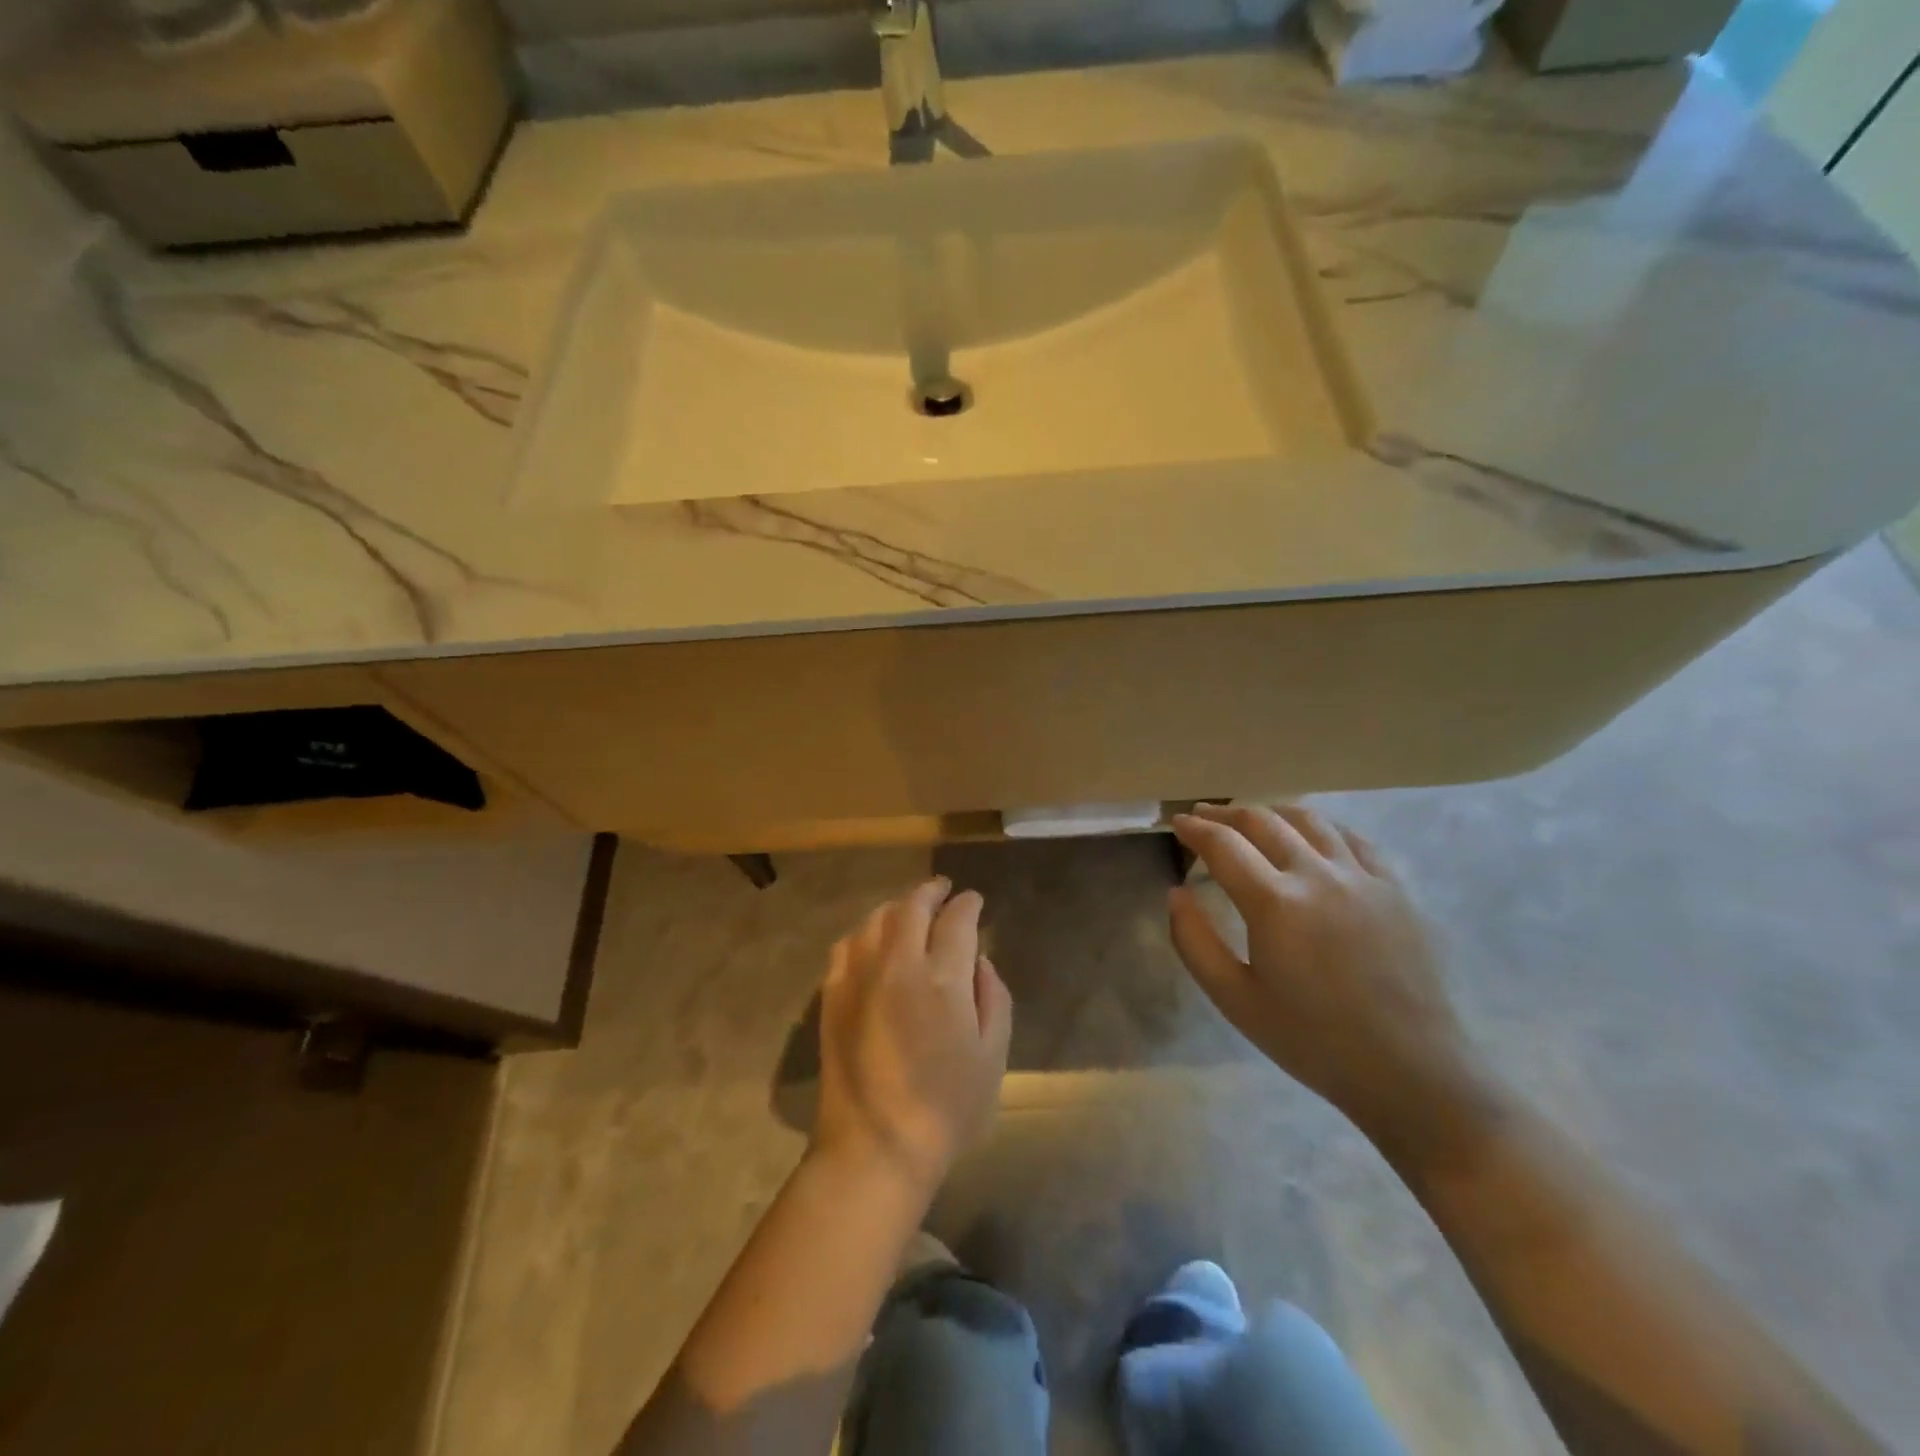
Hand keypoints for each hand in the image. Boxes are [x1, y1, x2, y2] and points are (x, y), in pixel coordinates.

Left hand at [813, 877, 1013, 1200]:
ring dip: (898, 906)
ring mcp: (858, 976)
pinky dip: (866, 931)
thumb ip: (992, 998)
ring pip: (877, 918)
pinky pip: (847, 944)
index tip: (974, 901)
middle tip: (944, 890)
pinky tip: (874, 938)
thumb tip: (979, 961)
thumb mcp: (992, 1056)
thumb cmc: (946, 1108)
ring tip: (911, 909)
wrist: (874, 1147)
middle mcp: (898, 965)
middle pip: (912, 907)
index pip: (957, 920)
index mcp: (942, 979)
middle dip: (932, 891)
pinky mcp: (832, 994)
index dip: (968, 904)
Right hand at [1168, 804, 1481, 1145]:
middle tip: (1203, 817)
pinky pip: (1352, 838)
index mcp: (1275, 903)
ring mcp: (1361, 877)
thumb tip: (1176, 893)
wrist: (1411, 1071)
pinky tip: (1311, 836)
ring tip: (1251, 819)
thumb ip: (1194, 942)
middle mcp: (1317, 875)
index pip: (1223, 845)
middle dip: (1225, 814)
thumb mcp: (1235, 1000)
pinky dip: (1320, 827)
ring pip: (1309, 820)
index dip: (1194, 829)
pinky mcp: (1394, 888)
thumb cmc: (1313, 1041)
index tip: (1177, 824)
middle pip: (1263, 821)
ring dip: (1271, 812)